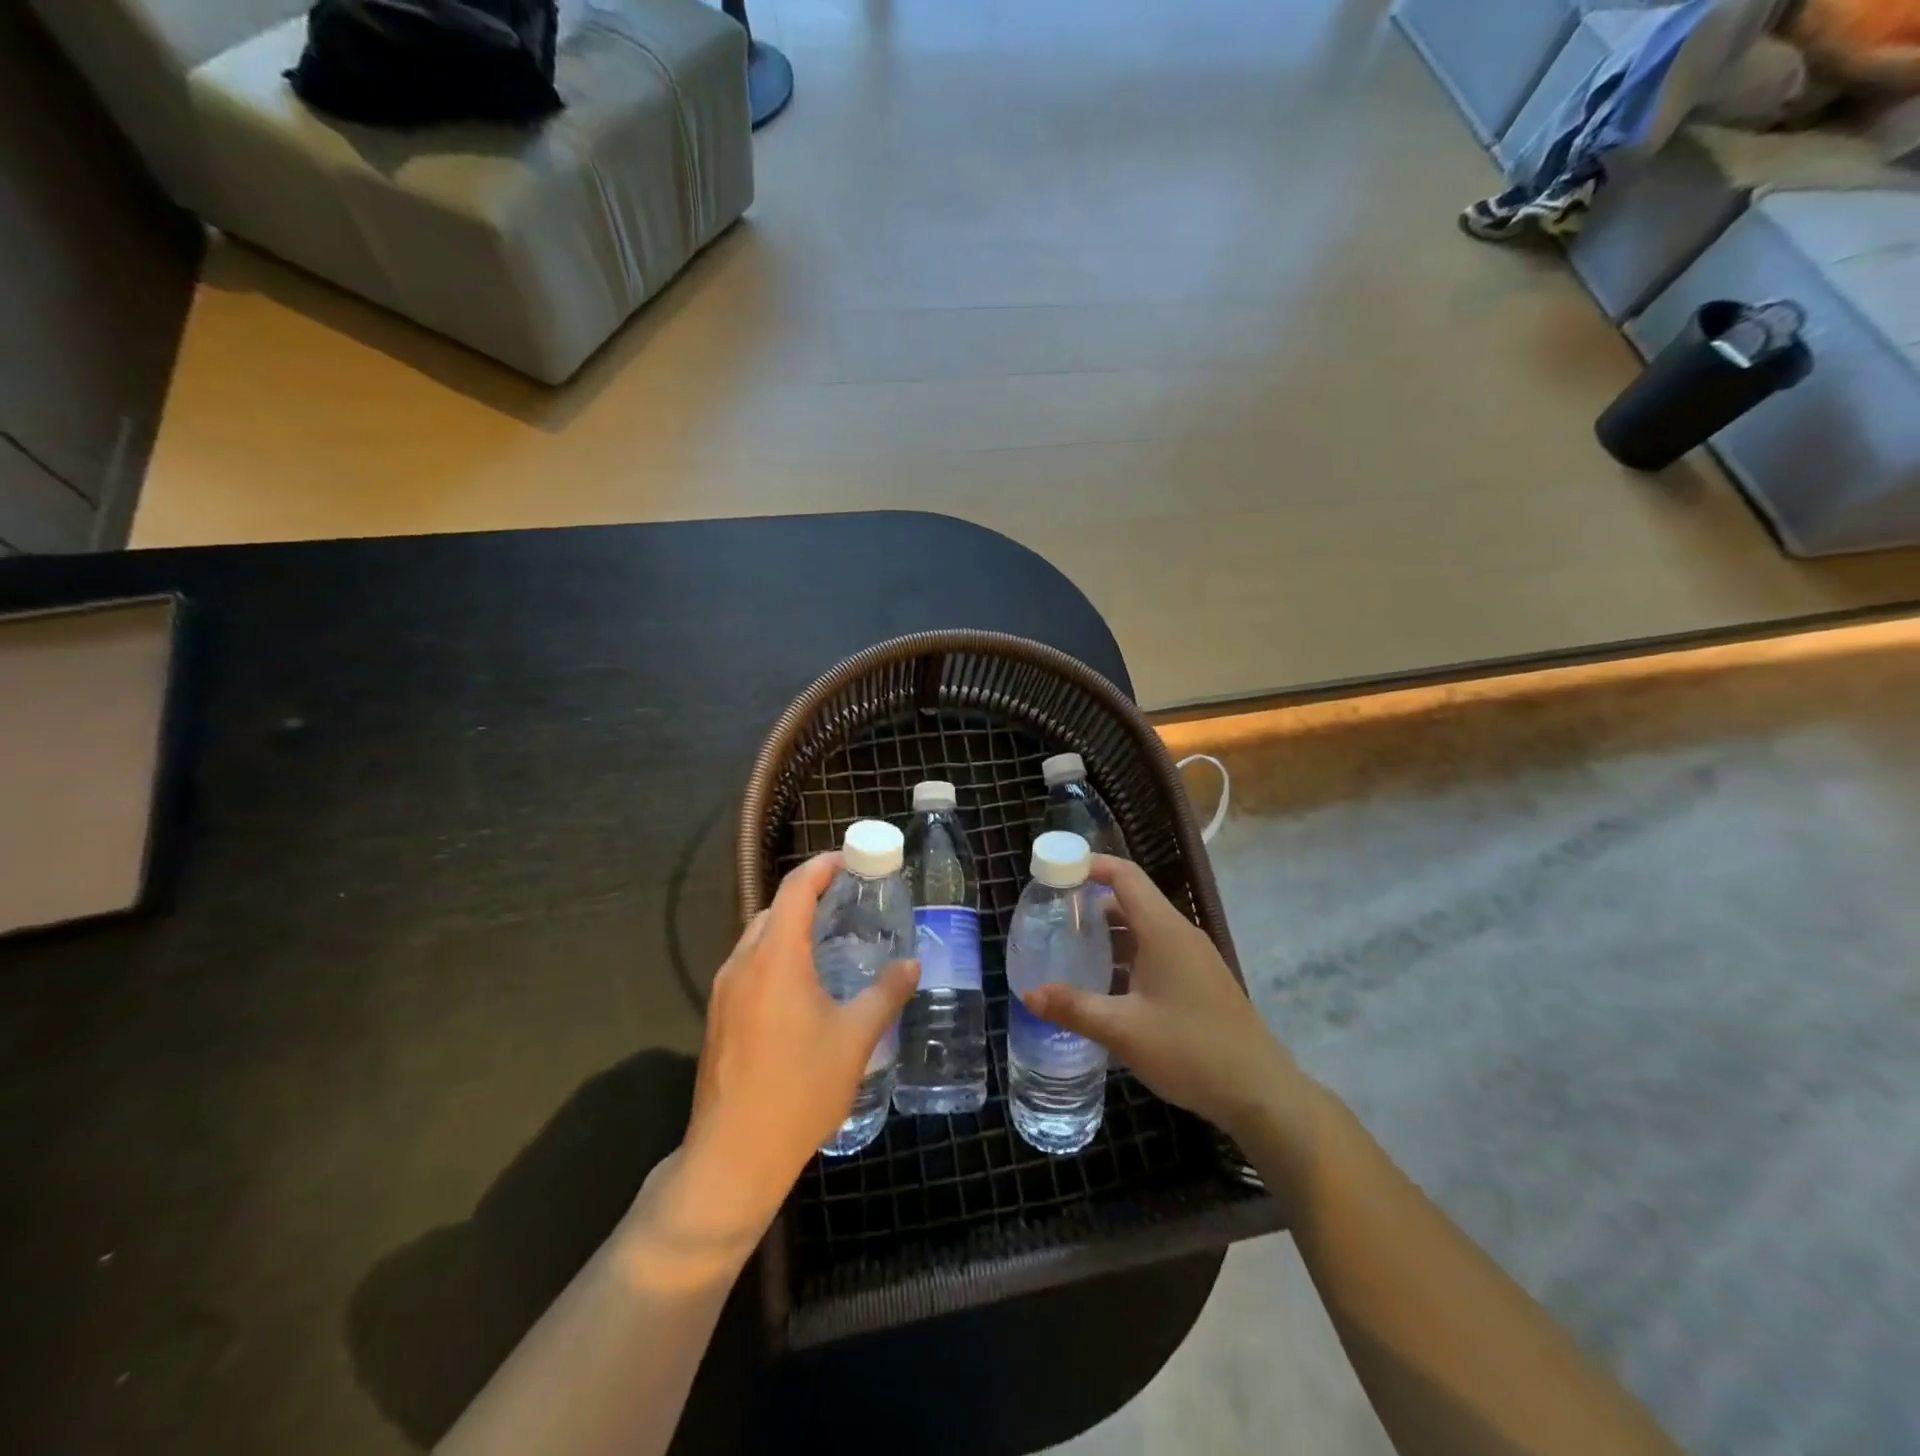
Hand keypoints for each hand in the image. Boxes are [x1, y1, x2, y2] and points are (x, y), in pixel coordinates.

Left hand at [677, 852, 918, 1235]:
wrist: (733, 1156)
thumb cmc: (799, 1090)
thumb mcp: (854, 1039)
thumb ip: (885, 994)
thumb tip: (912, 965)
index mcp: (775, 957)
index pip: (796, 888)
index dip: (824, 865)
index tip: (853, 859)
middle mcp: (743, 963)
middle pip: (775, 909)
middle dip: (811, 894)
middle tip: (852, 900)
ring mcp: (724, 990)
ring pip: (759, 937)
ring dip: (792, 926)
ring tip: (833, 937)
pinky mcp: (719, 1016)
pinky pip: (750, 965)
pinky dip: (778, 954)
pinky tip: (805, 983)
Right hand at [1022, 856, 1311, 1151]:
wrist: (1261, 1093)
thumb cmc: (1191, 1051)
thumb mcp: (1124, 1030)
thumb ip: (1074, 1008)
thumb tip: (1029, 994)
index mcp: (1164, 931)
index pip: (1124, 875)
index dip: (1090, 865)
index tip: (1055, 873)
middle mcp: (1180, 935)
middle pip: (1131, 900)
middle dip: (1091, 904)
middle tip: (1052, 919)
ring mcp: (1193, 958)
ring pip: (1143, 930)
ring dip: (1108, 935)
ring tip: (1070, 951)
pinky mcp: (1199, 981)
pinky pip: (1155, 952)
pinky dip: (1126, 957)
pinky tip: (1105, 986)